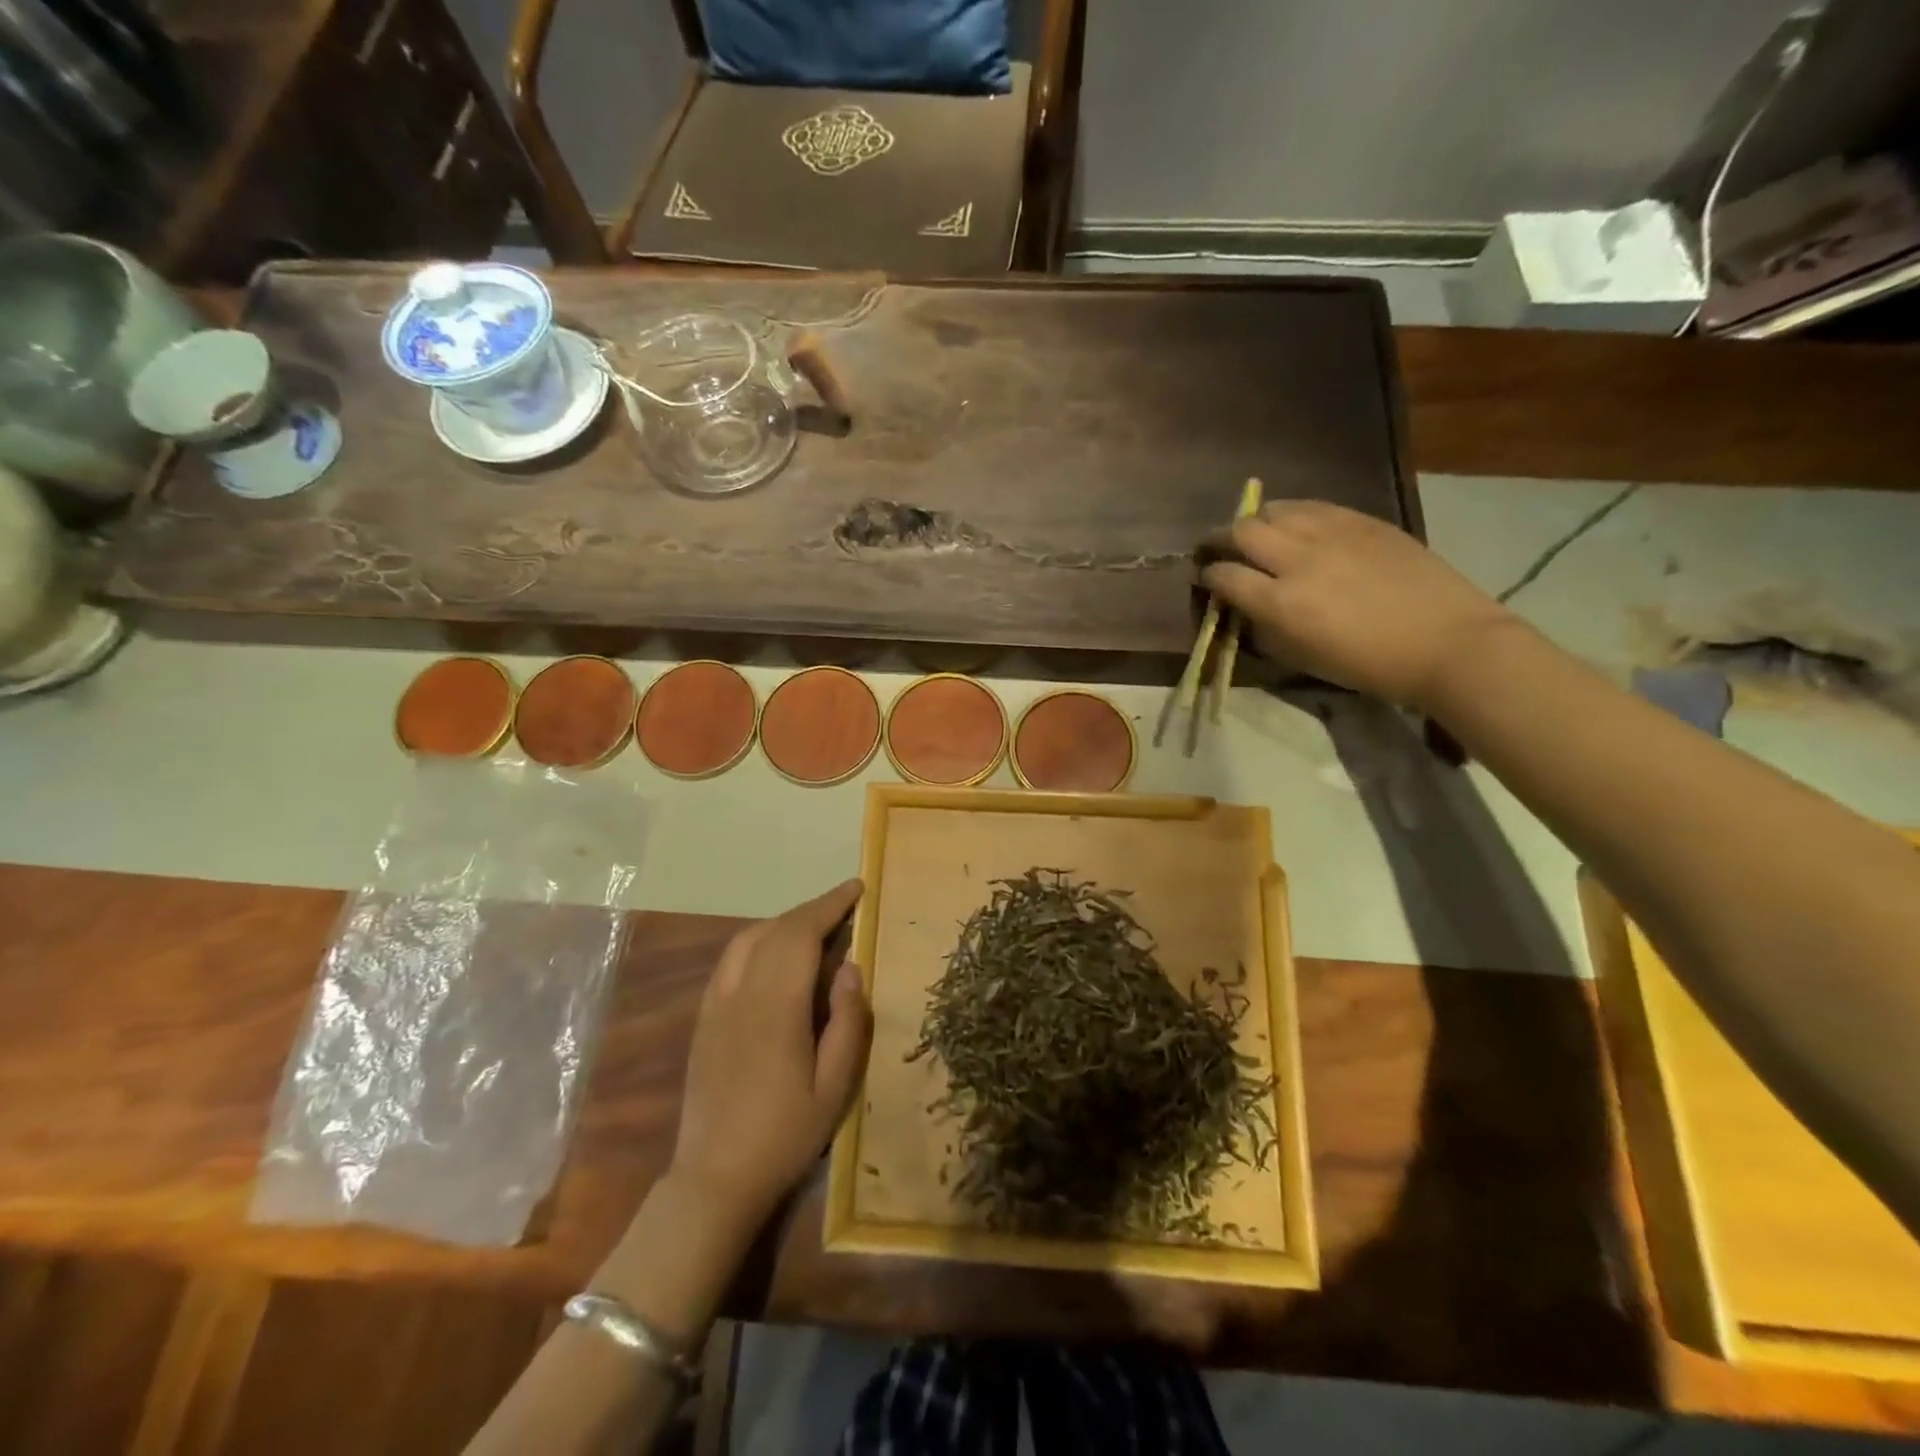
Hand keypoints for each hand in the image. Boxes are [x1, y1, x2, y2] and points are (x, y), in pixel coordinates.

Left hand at [668, 879, 871, 1226]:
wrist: (714, 1178)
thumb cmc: (785, 1135)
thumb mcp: (835, 1086)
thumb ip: (847, 1021)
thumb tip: (850, 967)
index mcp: (777, 1007)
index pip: (801, 934)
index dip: (829, 905)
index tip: (856, 888)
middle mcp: (742, 994)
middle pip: (776, 930)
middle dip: (812, 909)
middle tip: (844, 903)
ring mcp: (716, 1004)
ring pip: (747, 939)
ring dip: (783, 921)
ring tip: (814, 924)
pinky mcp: (704, 1019)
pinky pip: (729, 960)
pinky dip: (757, 940)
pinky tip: (773, 953)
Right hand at [1201, 501, 1513, 707]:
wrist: (1446, 642)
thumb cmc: (1368, 665)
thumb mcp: (1301, 658)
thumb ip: (1263, 628)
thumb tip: (1243, 607)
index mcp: (1281, 603)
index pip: (1224, 576)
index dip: (1208, 577)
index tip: (1207, 580)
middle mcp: (1298, 559)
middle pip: (1240, 531)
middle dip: (1220, 539)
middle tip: (1217, 549)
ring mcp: (1332, 533)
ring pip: (1274, 510)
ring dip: (1255, 522)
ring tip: (1255, 534)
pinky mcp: (1362, 520)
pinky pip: (1312, 506)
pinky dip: (1292, 514)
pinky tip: (1294, 525)